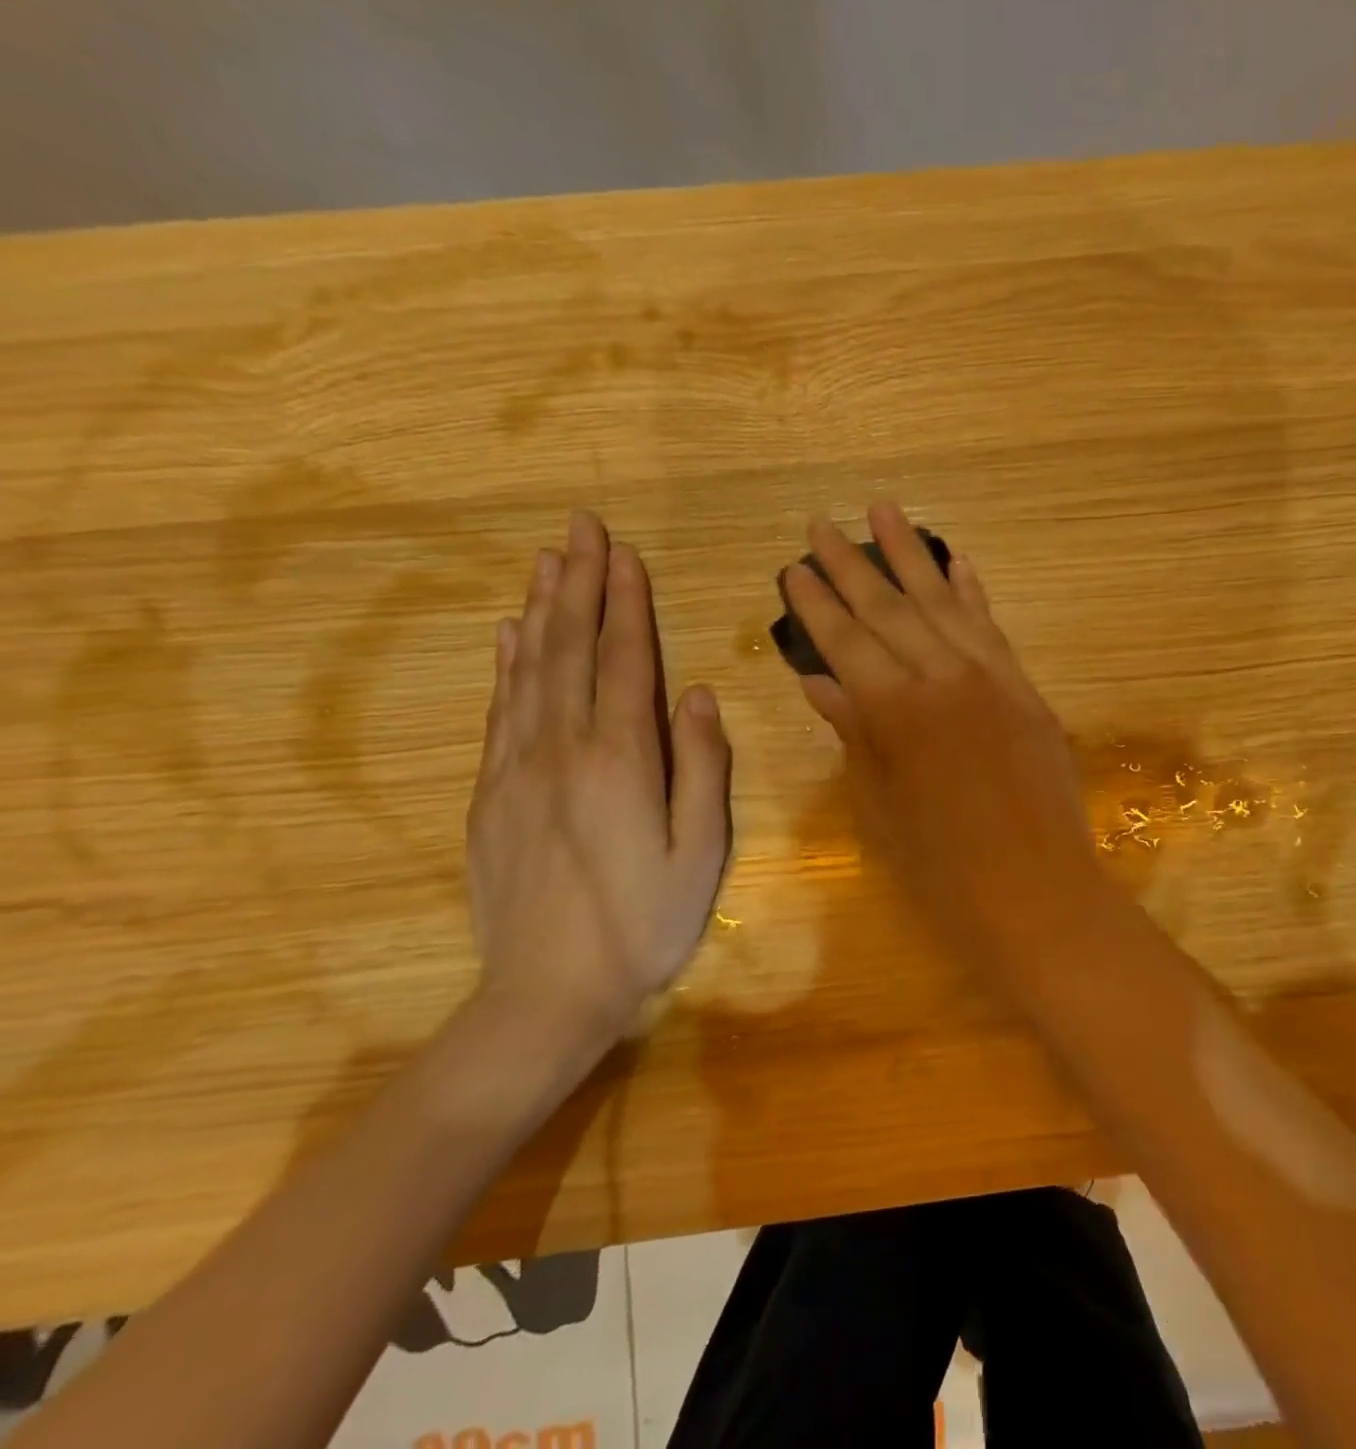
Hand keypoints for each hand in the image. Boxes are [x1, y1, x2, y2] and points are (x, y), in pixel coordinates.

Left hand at [465, 511, 731, 1055]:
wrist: (547, 991)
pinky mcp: (491, 793)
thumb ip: (702, 767)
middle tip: (582, 528)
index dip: (626, 603)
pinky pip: (500, 710)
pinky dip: (507, 663)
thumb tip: (699, 694)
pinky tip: (509, 634)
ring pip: (530, 669)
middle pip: (572, 649)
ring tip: (549, 562)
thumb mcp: (701, 851)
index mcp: (622, 759)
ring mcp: (519, 768)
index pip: (626, 660)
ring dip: (543, 610)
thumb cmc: (644, 923)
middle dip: (580, 584)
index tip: (624, 553)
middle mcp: (564, 748)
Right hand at [785, 502, 1112, 962]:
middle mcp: (942, 677)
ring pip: (943, 603)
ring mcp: (990, 678)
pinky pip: (993, 629)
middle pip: (890, 608)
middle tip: (822, 522)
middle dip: (852, 564)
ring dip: (912, 556)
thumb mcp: (880, 803)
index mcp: (894, 710)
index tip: (794, 565)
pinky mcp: (1025, 689)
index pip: (846, 639)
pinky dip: (972, 593)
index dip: (817, 602)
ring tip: (885, 510)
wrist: (1035, 890)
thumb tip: (819, 680)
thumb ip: (853, 732)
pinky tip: (957, 563)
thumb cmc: (941, 865)